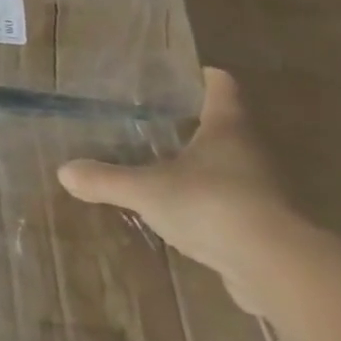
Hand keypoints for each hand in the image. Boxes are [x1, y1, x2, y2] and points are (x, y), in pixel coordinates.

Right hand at [58, 68, 303, 313]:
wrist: (277, 268)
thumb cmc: (212, 205)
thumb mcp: (146, 190)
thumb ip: (105, 179)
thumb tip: (63, 172)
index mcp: (227, 130)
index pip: (222, 89)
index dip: (208, 78)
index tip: (195, 72)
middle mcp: (252, 154)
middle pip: (230, 128)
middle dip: (202, 124)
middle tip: (166, 120)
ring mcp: (264, 192)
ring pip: (233, 168)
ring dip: (208, 167)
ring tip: (170, 167)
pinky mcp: (267, 228)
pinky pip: (235, 206)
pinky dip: (213, 204)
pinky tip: (188, 214)